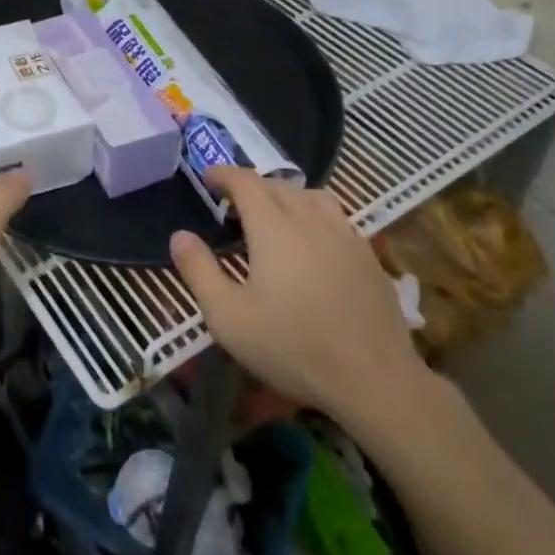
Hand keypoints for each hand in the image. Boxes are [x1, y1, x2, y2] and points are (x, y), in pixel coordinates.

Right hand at [170, 167, 429, 443]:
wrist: (375, 379)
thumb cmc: (293, 347)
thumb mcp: (229, 318)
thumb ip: (199, 272)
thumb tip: (179, 236)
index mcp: (273, 226)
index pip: (245, 181)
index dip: (223, 174)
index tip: (207, 177)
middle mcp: (310, 219)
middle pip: (278, 185)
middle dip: (251, 186)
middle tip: (233, 205)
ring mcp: (345, 235)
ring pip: (311, 196)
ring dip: (287, 196)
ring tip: (275, 216)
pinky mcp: (368, 256)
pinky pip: (337, 218)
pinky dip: (315, 216)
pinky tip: (314, 244)